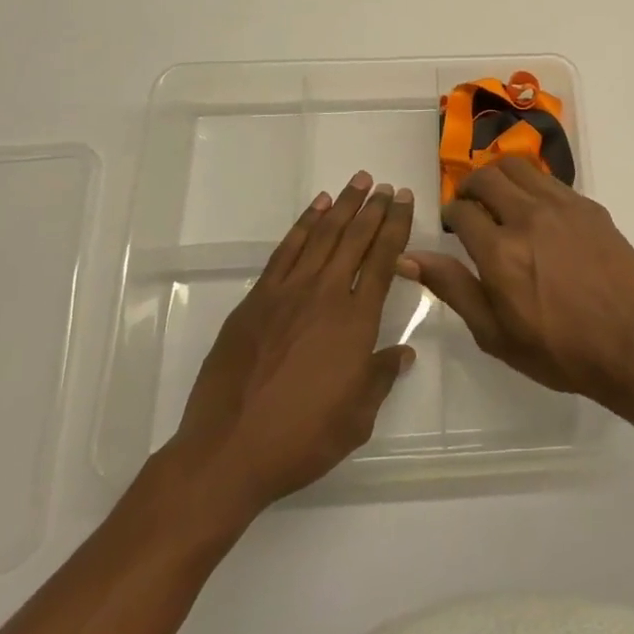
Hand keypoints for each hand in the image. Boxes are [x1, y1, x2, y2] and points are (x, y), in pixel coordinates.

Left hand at [167, 172, 416, 515]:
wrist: (227, 450)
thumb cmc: (300, 439)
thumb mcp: (357, 418)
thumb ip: (381, 378)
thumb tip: (403, 352)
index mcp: (356, 321)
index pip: (383, 259)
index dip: (397, 226)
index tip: (406, 200)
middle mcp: (325, 294)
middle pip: (355, 239)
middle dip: (375, 209)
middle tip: (388, 186)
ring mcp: (287, 292)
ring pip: (322, 235)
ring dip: (343, 206)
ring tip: (359, 182)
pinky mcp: (256, 299)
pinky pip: (286, 250)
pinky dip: (304, 224)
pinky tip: (316, 209)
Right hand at [401, 158, 633, 402]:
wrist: (631, 344)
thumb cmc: (558, 349)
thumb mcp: (494, 333)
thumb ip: (452, 287)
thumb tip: (408, 257)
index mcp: (499, 251)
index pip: (461, 211)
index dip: (450, 215)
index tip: (453, 226)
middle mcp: (527, 217)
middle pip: (487, 177)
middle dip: (471, 187)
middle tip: (472, 206)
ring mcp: (562, 206)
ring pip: (519, 167)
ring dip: (501, 177)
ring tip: (501, 198)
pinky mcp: (589, 206)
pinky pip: (551, 180)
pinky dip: (533, 186)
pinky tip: (538, 210)